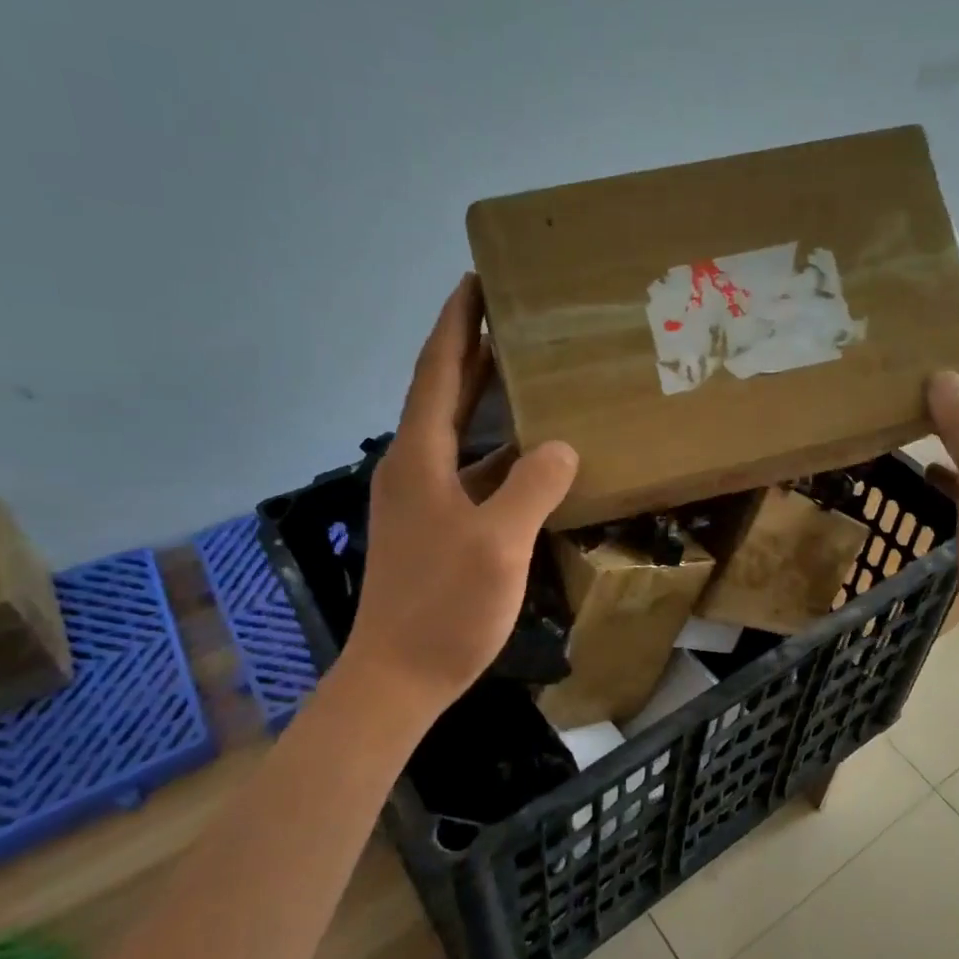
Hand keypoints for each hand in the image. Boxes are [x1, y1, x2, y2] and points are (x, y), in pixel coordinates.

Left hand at [342, 275, 578, 713]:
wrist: (396, 679)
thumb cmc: (444, 608)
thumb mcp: (500, 544)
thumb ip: (533, 487)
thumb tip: (562, 447)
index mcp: (420, 459)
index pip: (437, 372)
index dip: (455, 324)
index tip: (474, 280)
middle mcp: (413, 469)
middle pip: (443, 394)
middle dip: (470, 348)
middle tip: (507, 312)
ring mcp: (421, 501)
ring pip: (458, 434)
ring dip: (485, 399)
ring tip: (525, 371)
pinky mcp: (434, 528)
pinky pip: (469, 472)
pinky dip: (497, 453)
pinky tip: (531, 457)